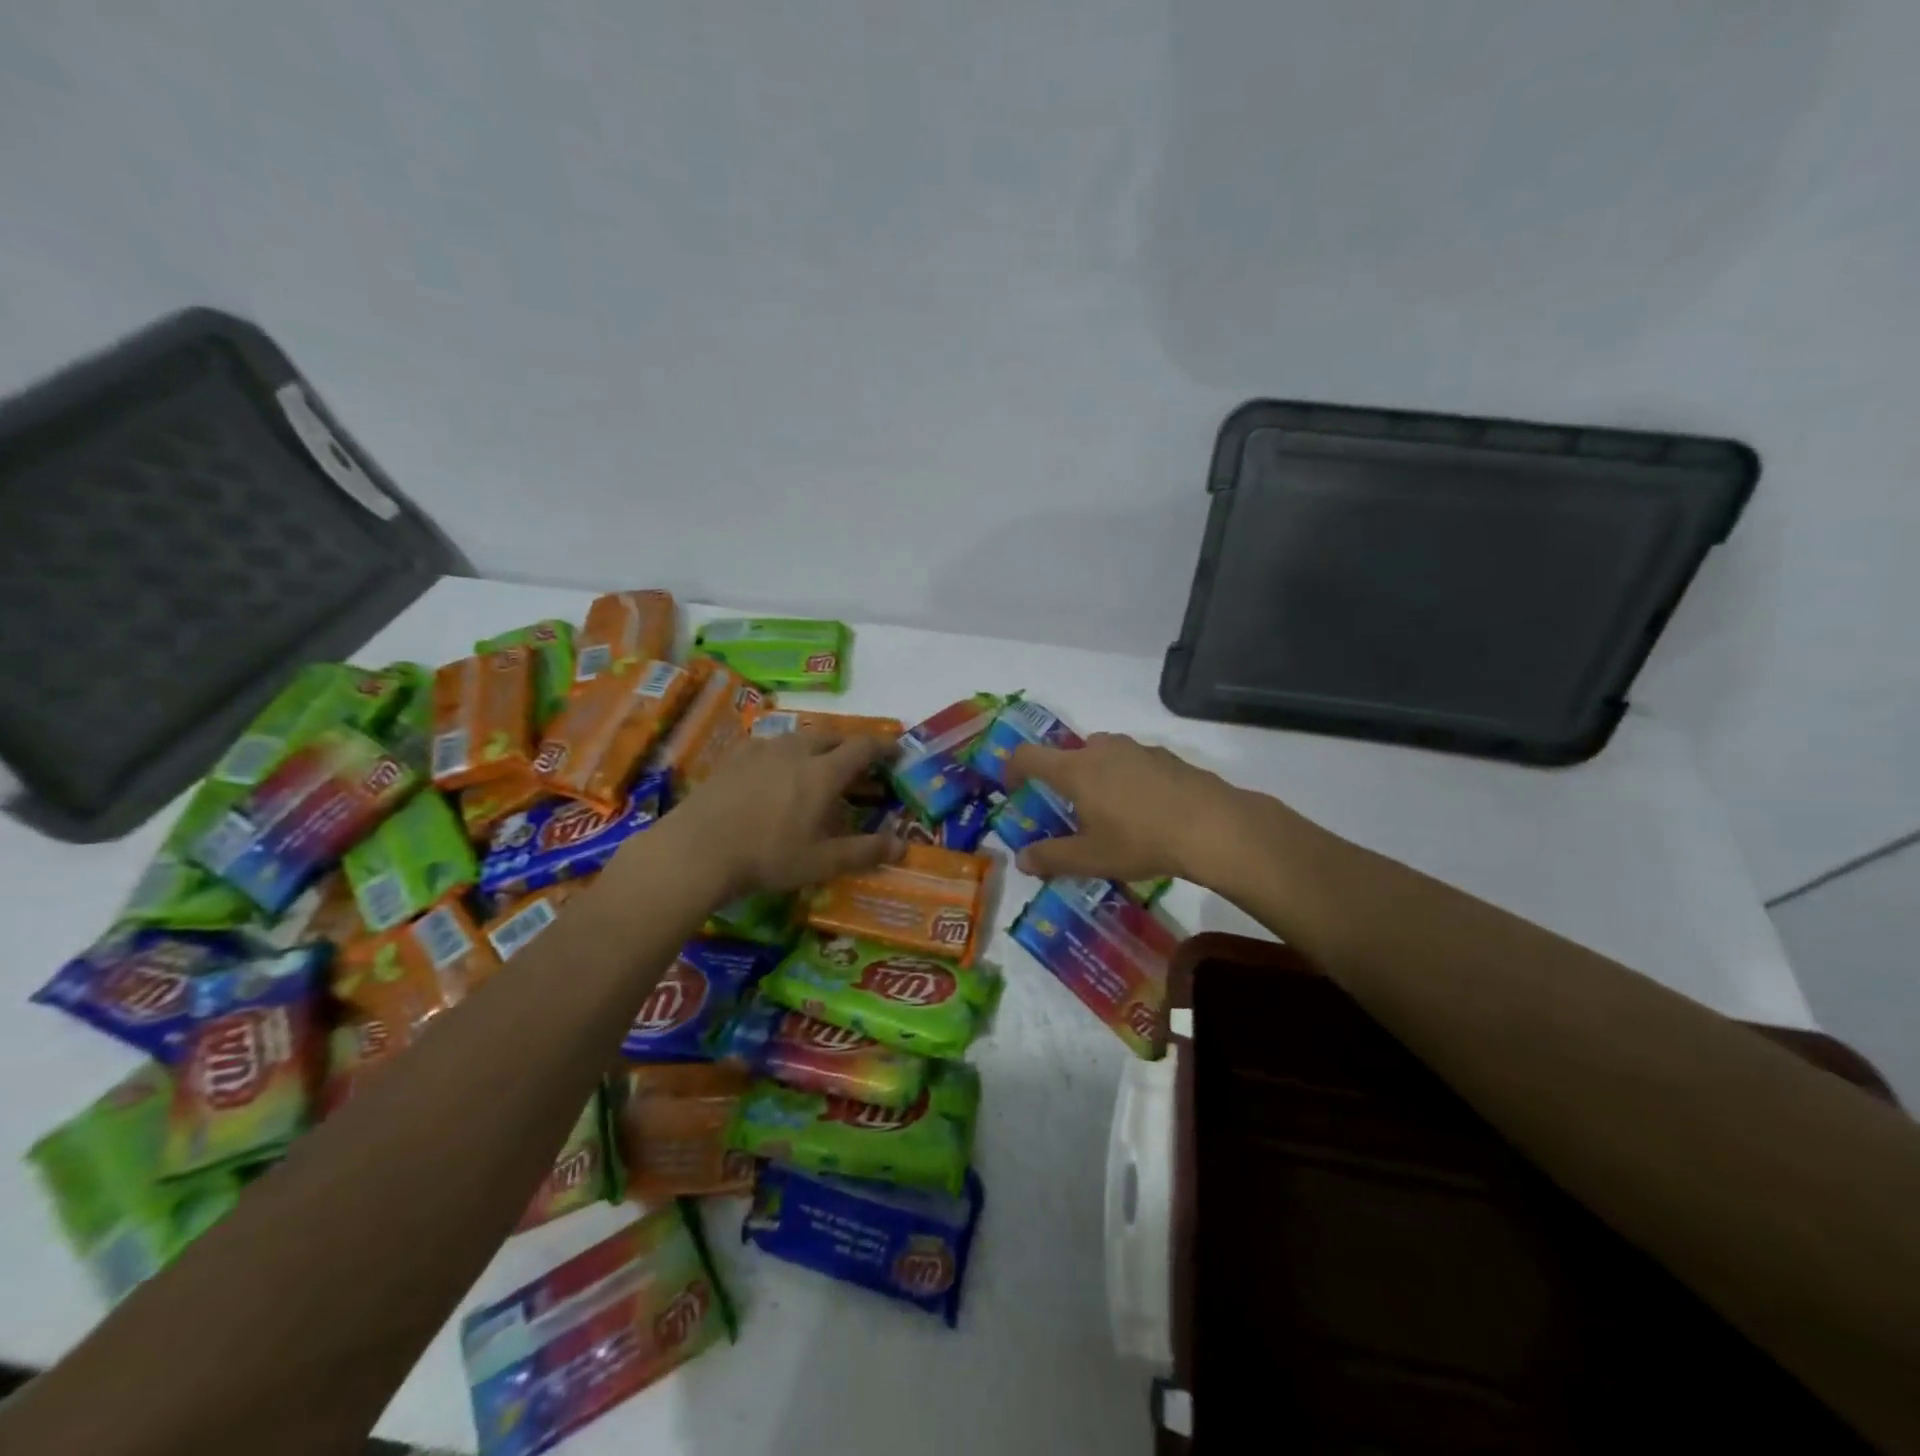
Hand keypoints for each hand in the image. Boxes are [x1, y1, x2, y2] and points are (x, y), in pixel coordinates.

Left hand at [648, 732, 902, 900]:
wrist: (697, 849)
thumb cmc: (767, 857)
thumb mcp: (821, 862)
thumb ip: (864, 852)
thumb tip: (903, 846)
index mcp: (824, 773)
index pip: (863, 747)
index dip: (884, 746)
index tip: (897, 751)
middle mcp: (796, 751)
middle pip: (831, 735)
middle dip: (850, 745)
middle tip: (857, 764)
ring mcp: (762, 750)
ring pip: (799, 737)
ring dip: (816, 747)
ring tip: (816, 766)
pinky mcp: (734, 756)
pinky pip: (769, 744)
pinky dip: (784, 752)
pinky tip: (774, 770)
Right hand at [1004, 732, 1246, 884]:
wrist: (1212, 826)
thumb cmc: (1141, 841)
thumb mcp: (1091, 858)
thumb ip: (1052, 858)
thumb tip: (1022, 860)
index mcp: (1076, 769)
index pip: (1029, 755)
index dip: (1012, 768)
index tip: (1012, 787)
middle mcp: (1102, 749)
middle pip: (1069, 753)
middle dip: (1062, 776)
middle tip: (1070, 808)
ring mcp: (1137, 749)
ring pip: (1103, 754)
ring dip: (1096, 775)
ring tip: (1110, 811)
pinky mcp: (1166, 756)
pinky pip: (1133, 761)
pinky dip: (1127, 778)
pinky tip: (1145, 809)